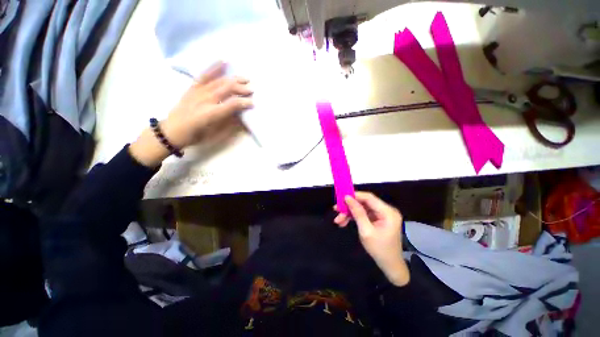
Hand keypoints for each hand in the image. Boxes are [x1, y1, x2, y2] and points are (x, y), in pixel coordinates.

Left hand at [160, 61, 253, 148]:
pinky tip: (223, 61)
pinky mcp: (193, 87)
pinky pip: (204, 75)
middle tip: (252, 89)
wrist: (172, 130)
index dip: (244, 103)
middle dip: (241, 88)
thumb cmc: (197, 135)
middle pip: (226, 89)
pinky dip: (214, 67)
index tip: (253, 103)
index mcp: (211, 114)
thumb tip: (240, 115)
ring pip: (218, 81)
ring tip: (245, 78)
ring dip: (233, 79)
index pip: (232, 104)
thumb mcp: (215, 135)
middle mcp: (205, 99)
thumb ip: (229, 124)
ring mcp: (198, 91)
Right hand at [334, 192, 409, 285]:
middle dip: (349, 207)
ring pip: (362, 208)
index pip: (369, 197)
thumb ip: (357, 213)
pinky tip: (344, 222)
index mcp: (388, 212)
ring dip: (349, 213)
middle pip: (364, 203)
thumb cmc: (380, 250)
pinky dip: (354, 218)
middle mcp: (386, 210)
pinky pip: (363, 214)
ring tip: (338, 220)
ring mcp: (382, 215)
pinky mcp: (377, 219)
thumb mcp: (366, 231)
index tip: (341, 197)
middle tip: (336, 210)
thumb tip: (347, 198)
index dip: (354, 195)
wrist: (390, 266)